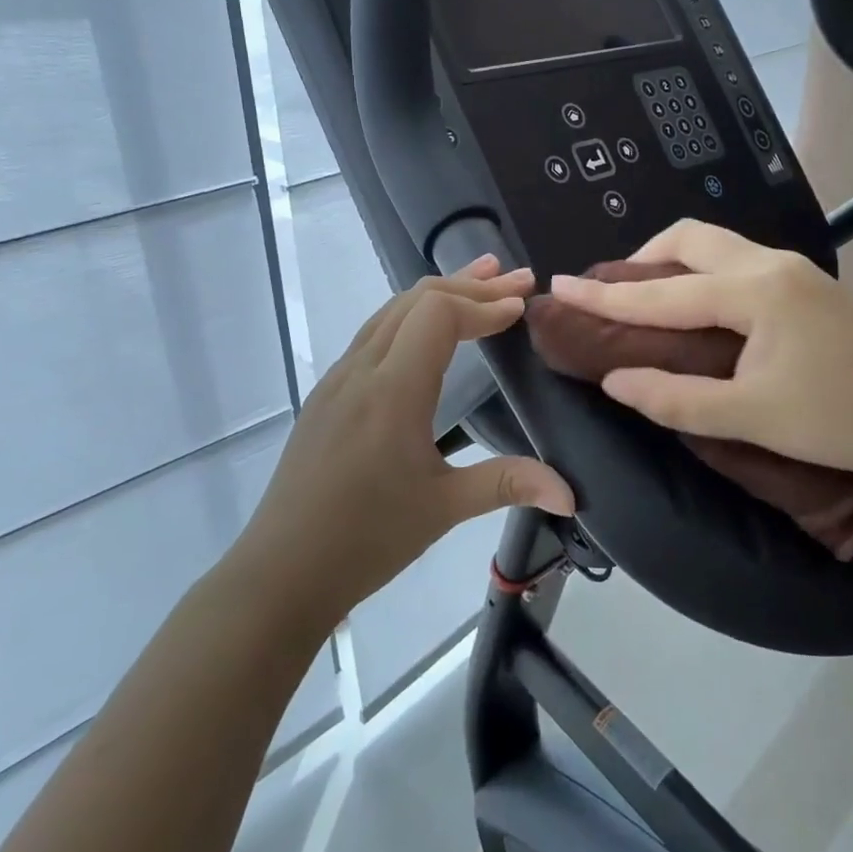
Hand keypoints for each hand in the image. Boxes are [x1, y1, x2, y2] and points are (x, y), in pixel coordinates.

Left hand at [240, 257, 573, 627]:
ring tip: (480, 280)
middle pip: (416, 300)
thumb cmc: (366, 539)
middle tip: (518, 279)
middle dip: (470, 285)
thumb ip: (509, 484)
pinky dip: (411, 314)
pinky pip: (373, 332)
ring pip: (390, 311)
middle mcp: (361, 370)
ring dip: (438, 292)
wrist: (281, 572)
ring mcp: (338, 379)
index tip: (522, 306)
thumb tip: (571, 493)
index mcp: (392, 391)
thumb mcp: (444, 509)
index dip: (484, 304)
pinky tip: (428, 330)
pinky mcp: (327, 394)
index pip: (439, 315)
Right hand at [547, 221, 852, 497]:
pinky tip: (700, 309)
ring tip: (649, 299)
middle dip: (643, 259)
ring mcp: (794, 270)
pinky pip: (738, 261)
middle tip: (613, 292)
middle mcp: (771, 265)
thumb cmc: (842, 419)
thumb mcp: (752, 417)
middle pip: (691, 238)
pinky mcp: (808, 285)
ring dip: (674, 264)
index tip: (560, 285)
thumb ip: (676, 398)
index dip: (606, 295)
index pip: (661, 293)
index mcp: (753, 292)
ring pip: (717, 245)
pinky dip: (703, 274)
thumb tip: (616, 381)